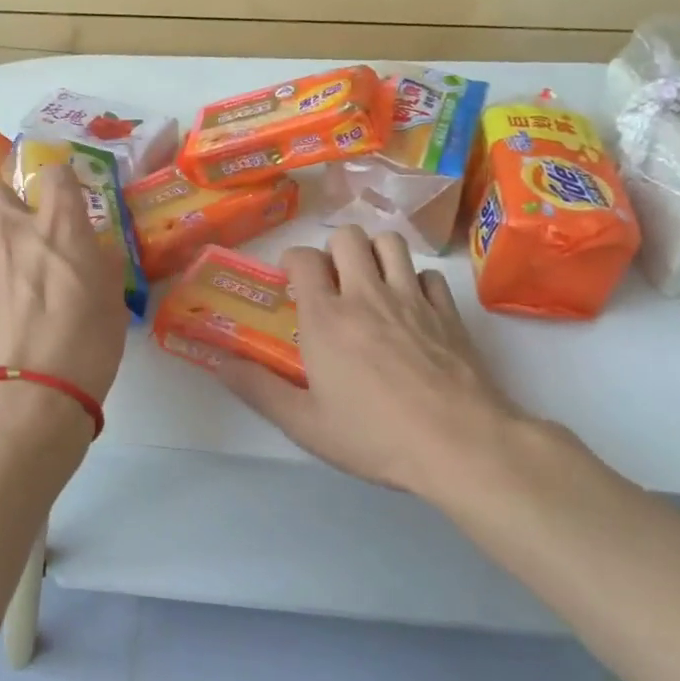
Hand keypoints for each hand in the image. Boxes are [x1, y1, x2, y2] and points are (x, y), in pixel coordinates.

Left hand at [0, 164, 128, 407]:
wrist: (28, 395)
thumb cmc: (85, 346)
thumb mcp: (113, 301)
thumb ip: (101, 264)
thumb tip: (93, 250)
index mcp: (59, 227)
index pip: (55, 173)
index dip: (61, 180)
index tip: (66, 196)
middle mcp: (12, 230)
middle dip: (9, 200)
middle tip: (23, 226)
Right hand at [215, 226, 524, 493]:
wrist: (460, 444)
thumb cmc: (374, 436)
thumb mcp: (304, 423)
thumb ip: (258, 389)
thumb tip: (219, 364)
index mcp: (326, 317)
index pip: (303, 258)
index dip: (292, 261)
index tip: (291, 280)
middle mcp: (366, 294)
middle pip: (347, 236)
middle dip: (332, 249)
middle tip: (330, 280)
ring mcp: (412, 298)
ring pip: (390, 242)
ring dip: (374, 252)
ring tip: (368, 280)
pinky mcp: (448, 312)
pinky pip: (428, 275)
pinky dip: (415, 281)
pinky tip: (411, 306)